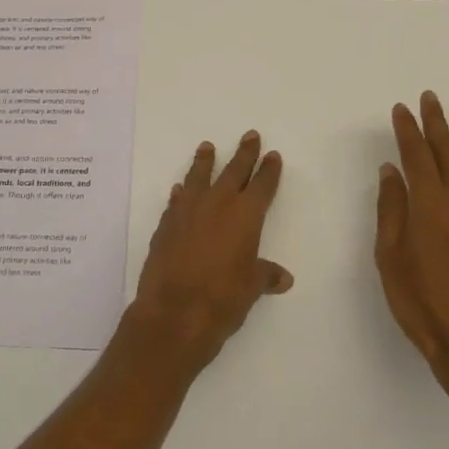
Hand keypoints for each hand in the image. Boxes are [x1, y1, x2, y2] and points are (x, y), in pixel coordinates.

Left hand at [124, 131, 292, 371]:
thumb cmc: (223, 299)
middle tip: (250, 135)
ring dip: (204, 162)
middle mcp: (217, 205)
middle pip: (234, 171)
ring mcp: (188, 212)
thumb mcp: (251, 288)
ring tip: (207, 147)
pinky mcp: (166, 225)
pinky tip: (180, 189)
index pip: (262, 186)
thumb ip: (265, 276)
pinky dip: (181, 193)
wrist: (174, 313)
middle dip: (244, 154)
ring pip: (199, 177)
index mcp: (245, 216)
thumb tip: (283, 277)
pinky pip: (176, 201)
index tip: (272, 155)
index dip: (269, 171)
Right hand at [375, 93, 448, 409]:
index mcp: (429, 205)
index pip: (416, 155)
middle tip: (429, 98)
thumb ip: (391, 209)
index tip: (401, 109)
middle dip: (436, 122)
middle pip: (447, 151)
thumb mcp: (389, 257)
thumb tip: (392, 170)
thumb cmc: (421, 302)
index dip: (407, 130)